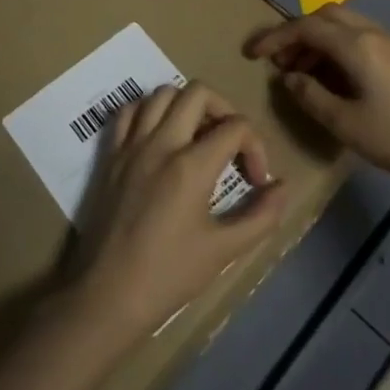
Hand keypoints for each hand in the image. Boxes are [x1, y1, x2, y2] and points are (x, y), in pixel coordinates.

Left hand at [68, 82, 287, 343]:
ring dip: (186, 104)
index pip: (235, 126)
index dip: (256, 147)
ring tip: (197, 134)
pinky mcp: (110, 155)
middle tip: (229, 141)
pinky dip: (148, 110)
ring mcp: (131, 146)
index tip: (255, 180)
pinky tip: (160, 134)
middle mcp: (161, 143)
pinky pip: (128, 111)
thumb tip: (282, 187)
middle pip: (198, 92)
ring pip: (162, 93)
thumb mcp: (224, 250)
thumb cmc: (168, 275)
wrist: (107, 297)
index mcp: (191, 165)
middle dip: (224, 109)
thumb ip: (261, 216)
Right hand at [246, 4, 389, 190]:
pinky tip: (341, 79)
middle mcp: (377, 33)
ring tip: (306, 75)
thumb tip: (289, 77)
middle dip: (299, 33)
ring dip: (322, 42)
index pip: (307, 27)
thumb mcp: (346, 125)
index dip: (276, 37)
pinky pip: (366, 39)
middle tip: (281, 62)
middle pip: (328, 16)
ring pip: (349, 26)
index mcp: (358, 46)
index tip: (253, 54)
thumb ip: (311, 96)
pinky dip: (343, 49)